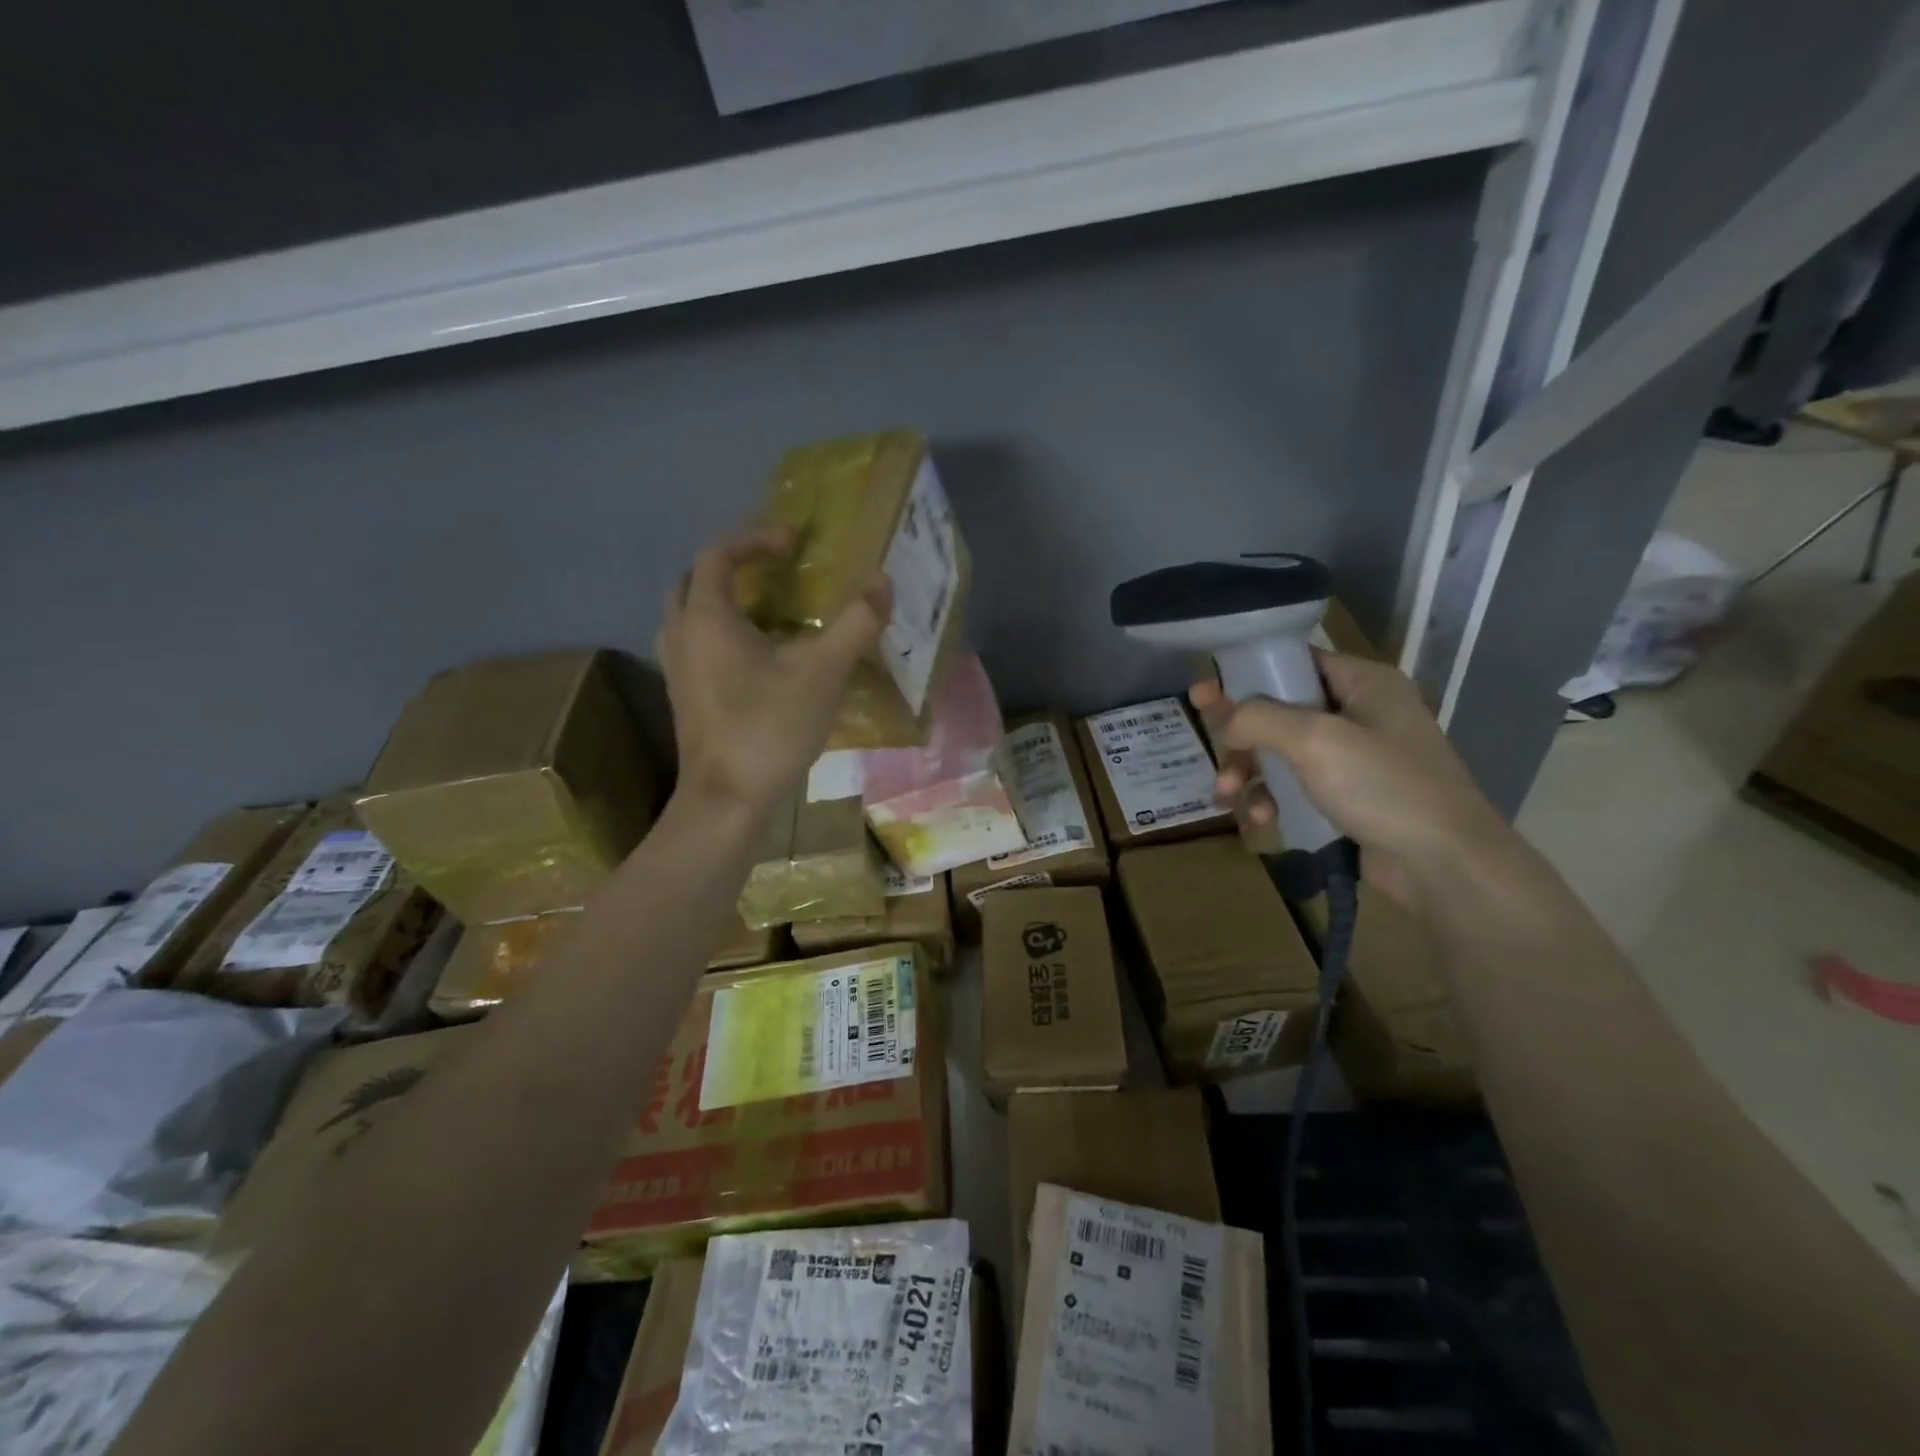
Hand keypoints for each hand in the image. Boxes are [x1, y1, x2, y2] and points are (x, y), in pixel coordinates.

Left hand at [657, 525, 888, 813]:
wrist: (727, 799)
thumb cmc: (770, 728)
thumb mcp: (823, 672)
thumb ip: (856, 624)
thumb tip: (882, 580)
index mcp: (707, 618)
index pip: (718, 554)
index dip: (754, 540)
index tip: (792, 544)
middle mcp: (681, 635)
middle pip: (695, 581)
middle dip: (732, 566)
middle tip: (772, 572)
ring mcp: (676, 668)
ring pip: (690, 615)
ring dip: (723, 601)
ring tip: (766, 610)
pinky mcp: (684, 696)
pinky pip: (695, 644)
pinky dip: (721, 633)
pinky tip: (758, 657)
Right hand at [1190, 652, 1512, 907]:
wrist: (1444, 864)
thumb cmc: (1383, 786)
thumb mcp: (1315, 740)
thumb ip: (1260, 718)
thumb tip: (1227, 721)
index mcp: (1364, 683)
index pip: (1295, 661)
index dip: (1248, 673)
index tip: (1207, 689)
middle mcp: (1361, 713)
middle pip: (1281, 710)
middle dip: (1242, 732)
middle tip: (1206, 736)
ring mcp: (1356, 757)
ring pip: (1283, 752)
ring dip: (1250, 771)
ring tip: (1228, 794)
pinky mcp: (1350, 796)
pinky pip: (1297, 785)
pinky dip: (1273, 797)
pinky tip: (1261, 817)